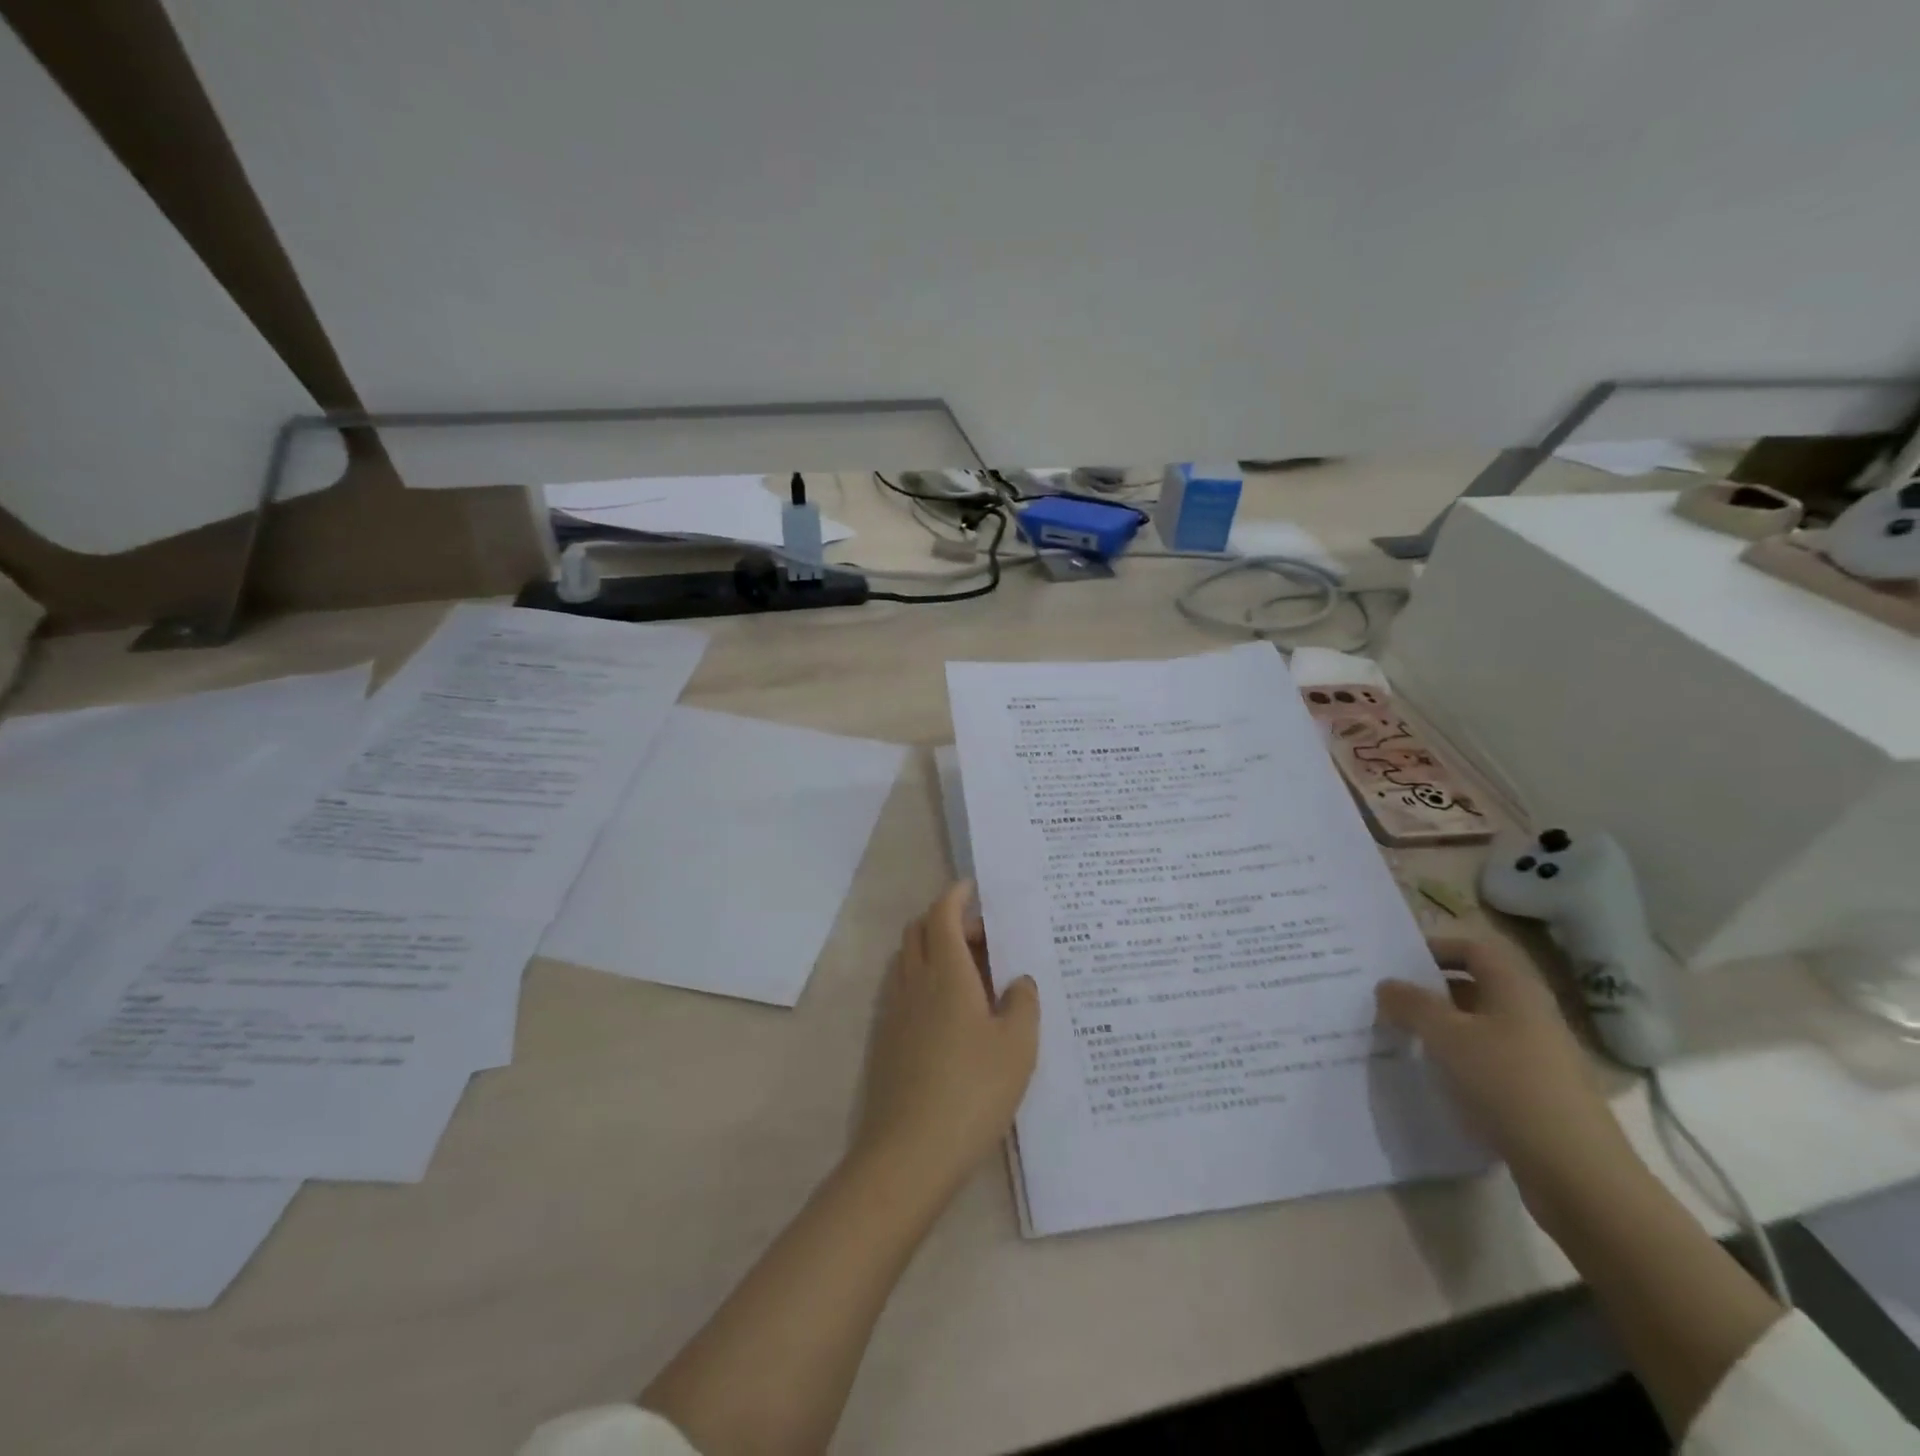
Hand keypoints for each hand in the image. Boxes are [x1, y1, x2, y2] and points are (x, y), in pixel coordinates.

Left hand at [852, 881, 1039, 1199]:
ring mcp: (895, 1011)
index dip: (956, 895)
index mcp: (946, 972)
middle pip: (920, 931)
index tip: (973, 887)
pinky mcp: (887, 1039)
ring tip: (974, 972)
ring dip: (936, 950)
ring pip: (910, 960)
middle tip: (985, 936)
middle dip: (948, 920)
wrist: (910, 1152)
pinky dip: (927, 979)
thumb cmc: (973, 1090)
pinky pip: (906, 989)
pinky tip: (954, 1013)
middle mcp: (914, 982)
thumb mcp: (1017, 1046)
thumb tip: (1019, 980)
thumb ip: (1023, 1003)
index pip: (943, 914)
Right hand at [1377, 937, 1635, 1207]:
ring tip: (1402, 1038)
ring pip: (1480, 1026)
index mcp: (1516, 989)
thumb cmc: (1508, 1085)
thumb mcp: (1446, 1036)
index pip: (1474, 949)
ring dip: (1441, 1028)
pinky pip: (1489, 1061)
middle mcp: (1532, 1015)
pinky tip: (1434, 1078)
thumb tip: (1387, 985)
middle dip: (1431, 991)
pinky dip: (1459, 1061)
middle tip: (1389, 1000)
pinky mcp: (1537, 1093)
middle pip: (1476, 987)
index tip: (1396, 963)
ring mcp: (1539, 1056)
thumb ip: (1411, 1004)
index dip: (1435, 948)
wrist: (1577, 1173)